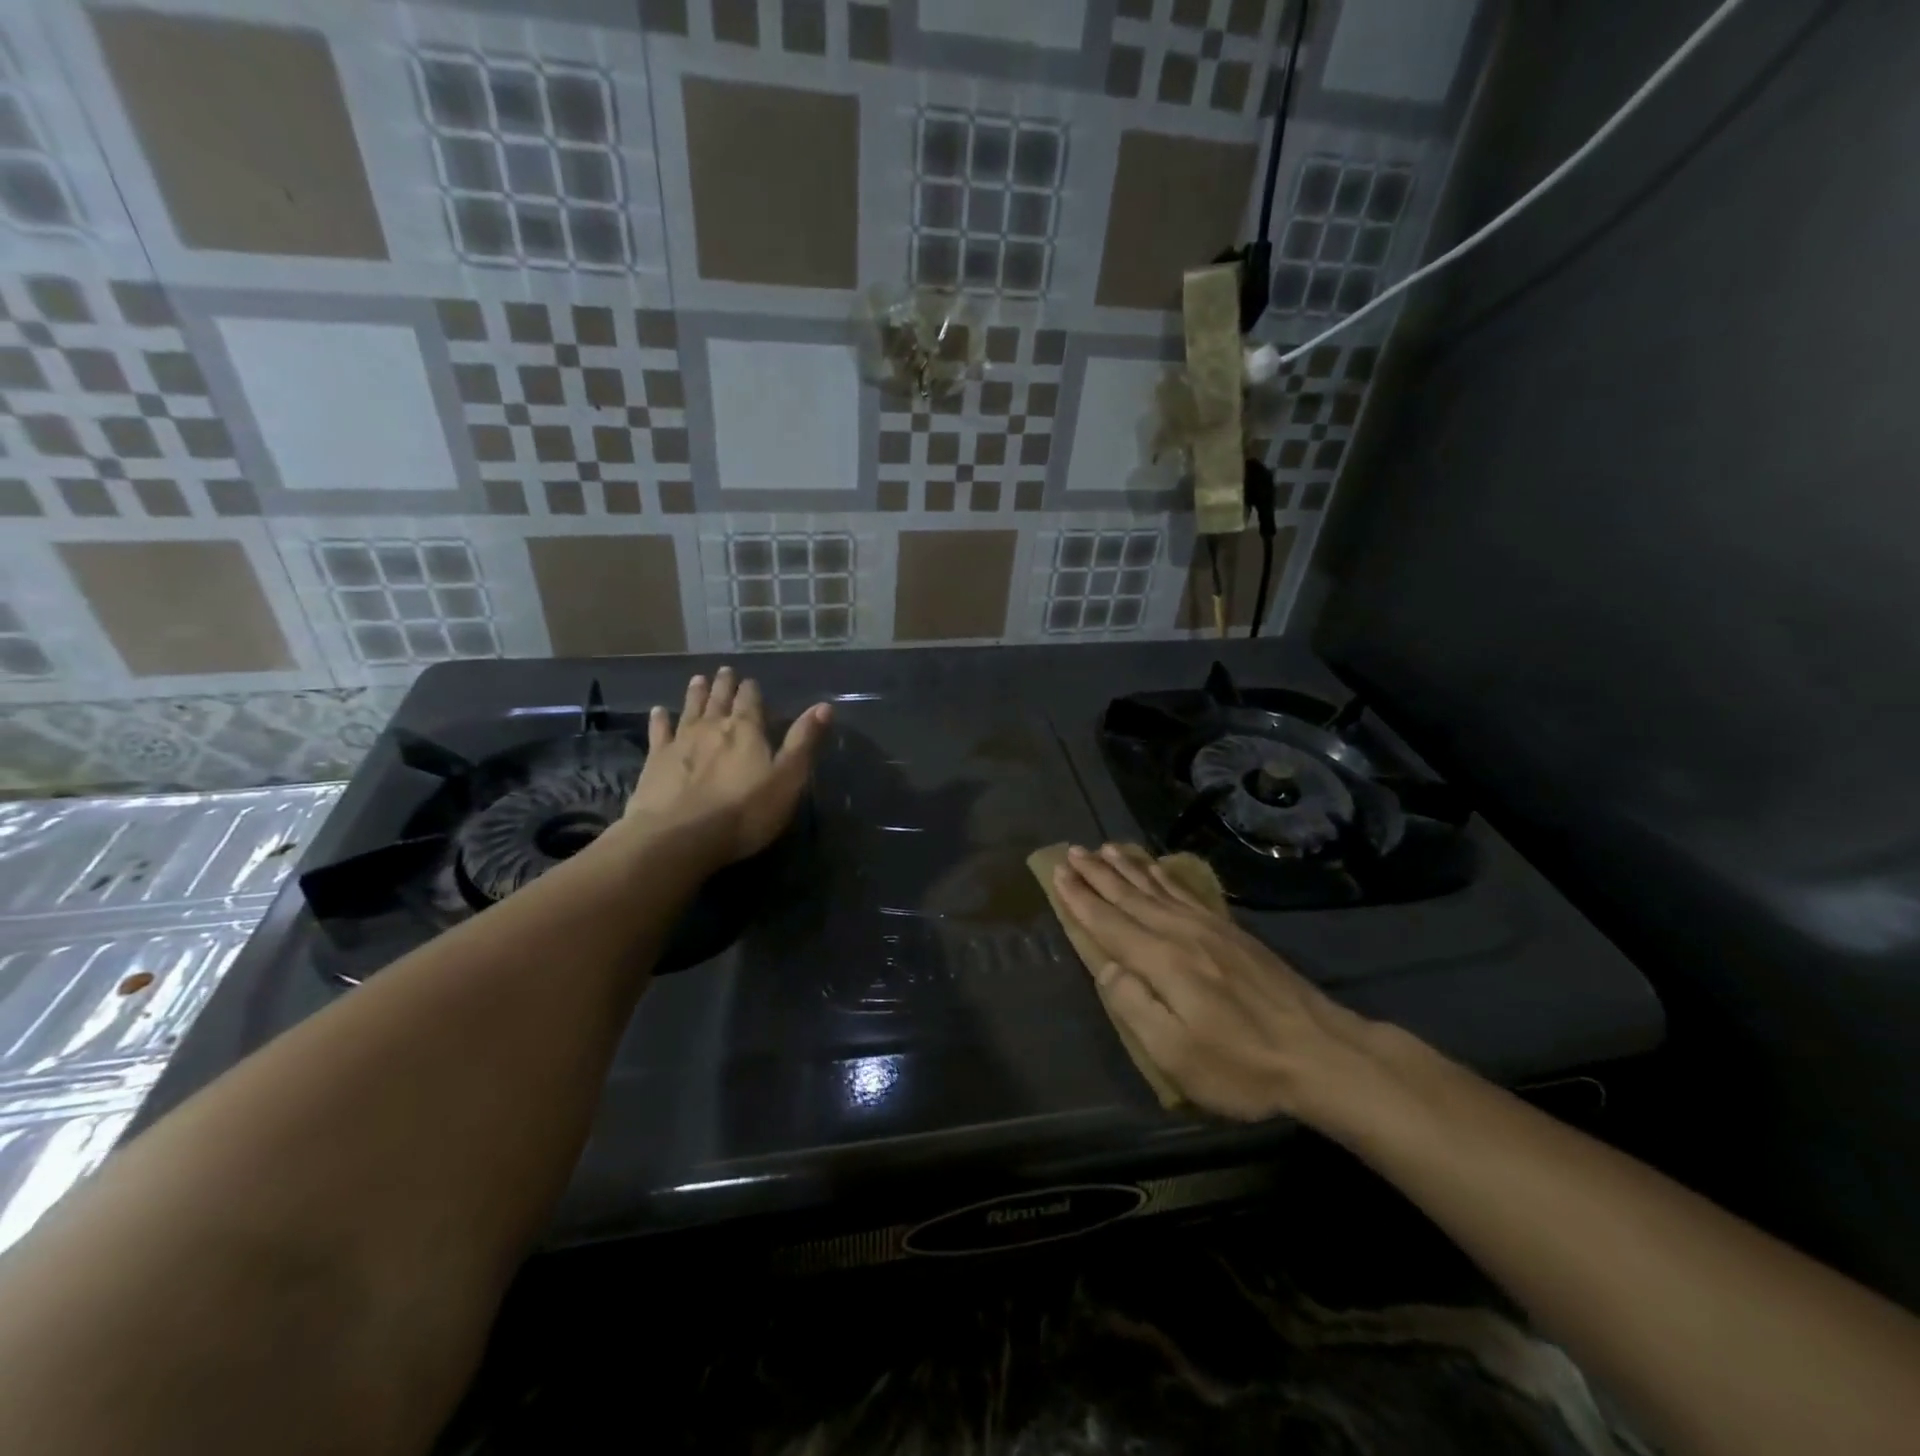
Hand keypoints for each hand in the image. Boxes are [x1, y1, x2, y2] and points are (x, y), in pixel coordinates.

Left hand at [623, 667, 830, 865]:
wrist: (680, 836)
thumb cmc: (744, 812)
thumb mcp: (787, 779)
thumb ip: (803, 742)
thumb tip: (824, 706)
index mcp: (746, 730)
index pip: (750, 701)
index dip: (751, 690)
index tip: (750, 680)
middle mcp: (712, 727)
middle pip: (719, 700)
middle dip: (724, 685)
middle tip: (724, 671)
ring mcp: (680, 742)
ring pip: (690, 709)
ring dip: (696, 694)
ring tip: (698, 679)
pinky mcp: (656, 761)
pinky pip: (658, 733)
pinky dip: (659, 720)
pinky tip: (658, 711)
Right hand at [1052, 843, 1387, 1124]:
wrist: (1320, 1051)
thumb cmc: (1241, 1064)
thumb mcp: (1176, 1053)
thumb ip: (1134, 1007)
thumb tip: (1107, 969)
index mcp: (1161, 961)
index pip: (1109, 923)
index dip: (1080, 899)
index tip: (1057, 874)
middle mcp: (1180, 933)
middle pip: (1129, 896)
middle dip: (1097, 874)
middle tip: (1072, 851)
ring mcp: (1208, 928)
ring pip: (1155, 888)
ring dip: (1126, 868)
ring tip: (1105, 849)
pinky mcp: (1231, 931)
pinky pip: (1185, 892)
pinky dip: (1163, 876)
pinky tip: (1155, 868)